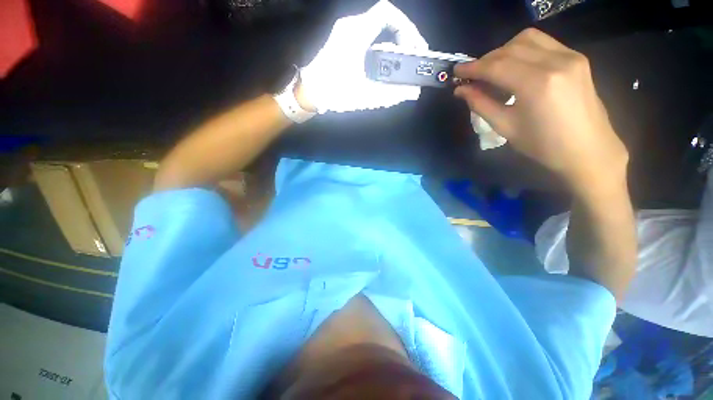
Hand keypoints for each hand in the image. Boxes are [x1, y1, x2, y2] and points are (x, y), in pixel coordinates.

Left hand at [300, 0, 427, 113]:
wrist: (308, 94)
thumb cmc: (334, 93)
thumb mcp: (365, 96)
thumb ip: (392, 94)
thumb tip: (413, 92)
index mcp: (356, 34)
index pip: (387, 13)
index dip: (406, 27)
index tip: (413, 47)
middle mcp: (350, 27)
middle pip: (384, 20)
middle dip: (402, 36)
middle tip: (412, 56)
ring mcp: (345, 33)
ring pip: (376, 28)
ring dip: (391, 42)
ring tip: (401, 61)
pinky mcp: (342, 42)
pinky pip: (368, 36)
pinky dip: (381, 46)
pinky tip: (385, 64)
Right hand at [454, 28, 627, 195]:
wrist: (588, 149)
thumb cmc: (543, 145)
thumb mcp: (506, 127)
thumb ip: (481, 104)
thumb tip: (461, 90)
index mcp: (537, 84)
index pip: (496, 66)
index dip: (472, 68)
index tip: (456, 71)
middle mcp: (555, 62)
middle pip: (510, 48)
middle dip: (485, 60)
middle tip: (472, 76)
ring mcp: (569, 56)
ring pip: (527, 39)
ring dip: (503, 51)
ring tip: (493, 70)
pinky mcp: (576, 57)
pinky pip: (543, 43)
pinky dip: (522, 49)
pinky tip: (515, 66)